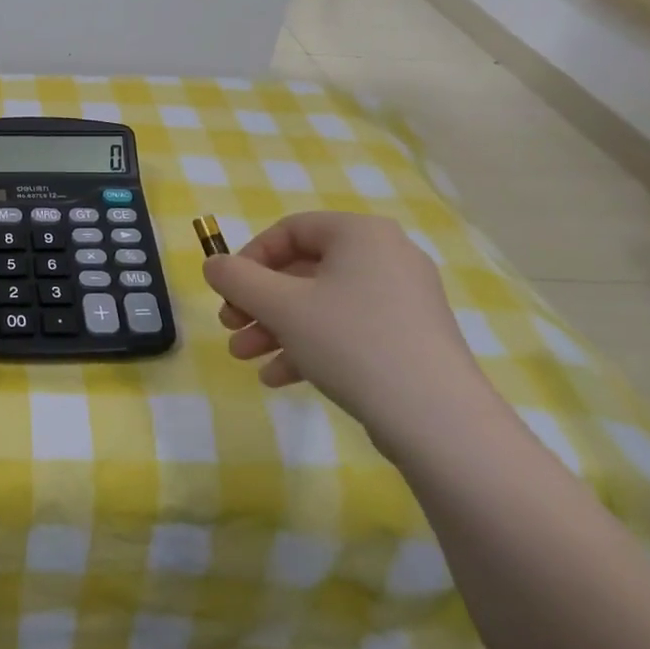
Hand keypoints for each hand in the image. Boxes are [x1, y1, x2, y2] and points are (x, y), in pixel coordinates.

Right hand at [202, 211, 497, 450]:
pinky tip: (278, 377)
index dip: (249, 258)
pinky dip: (309, 347)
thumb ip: (237, 279)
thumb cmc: (350, 342)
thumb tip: (214, 266)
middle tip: (230, 325)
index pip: (290, 230)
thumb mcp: (280, 305)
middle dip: (258, 302)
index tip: (227, 290)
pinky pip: (347, 331)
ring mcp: (402, 300)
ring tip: (245, 357)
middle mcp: (386, 257)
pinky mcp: (408, 338)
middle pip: (303, 270)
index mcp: (360, 234)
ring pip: (321, 304)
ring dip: (276, 328)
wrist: (435, 418)